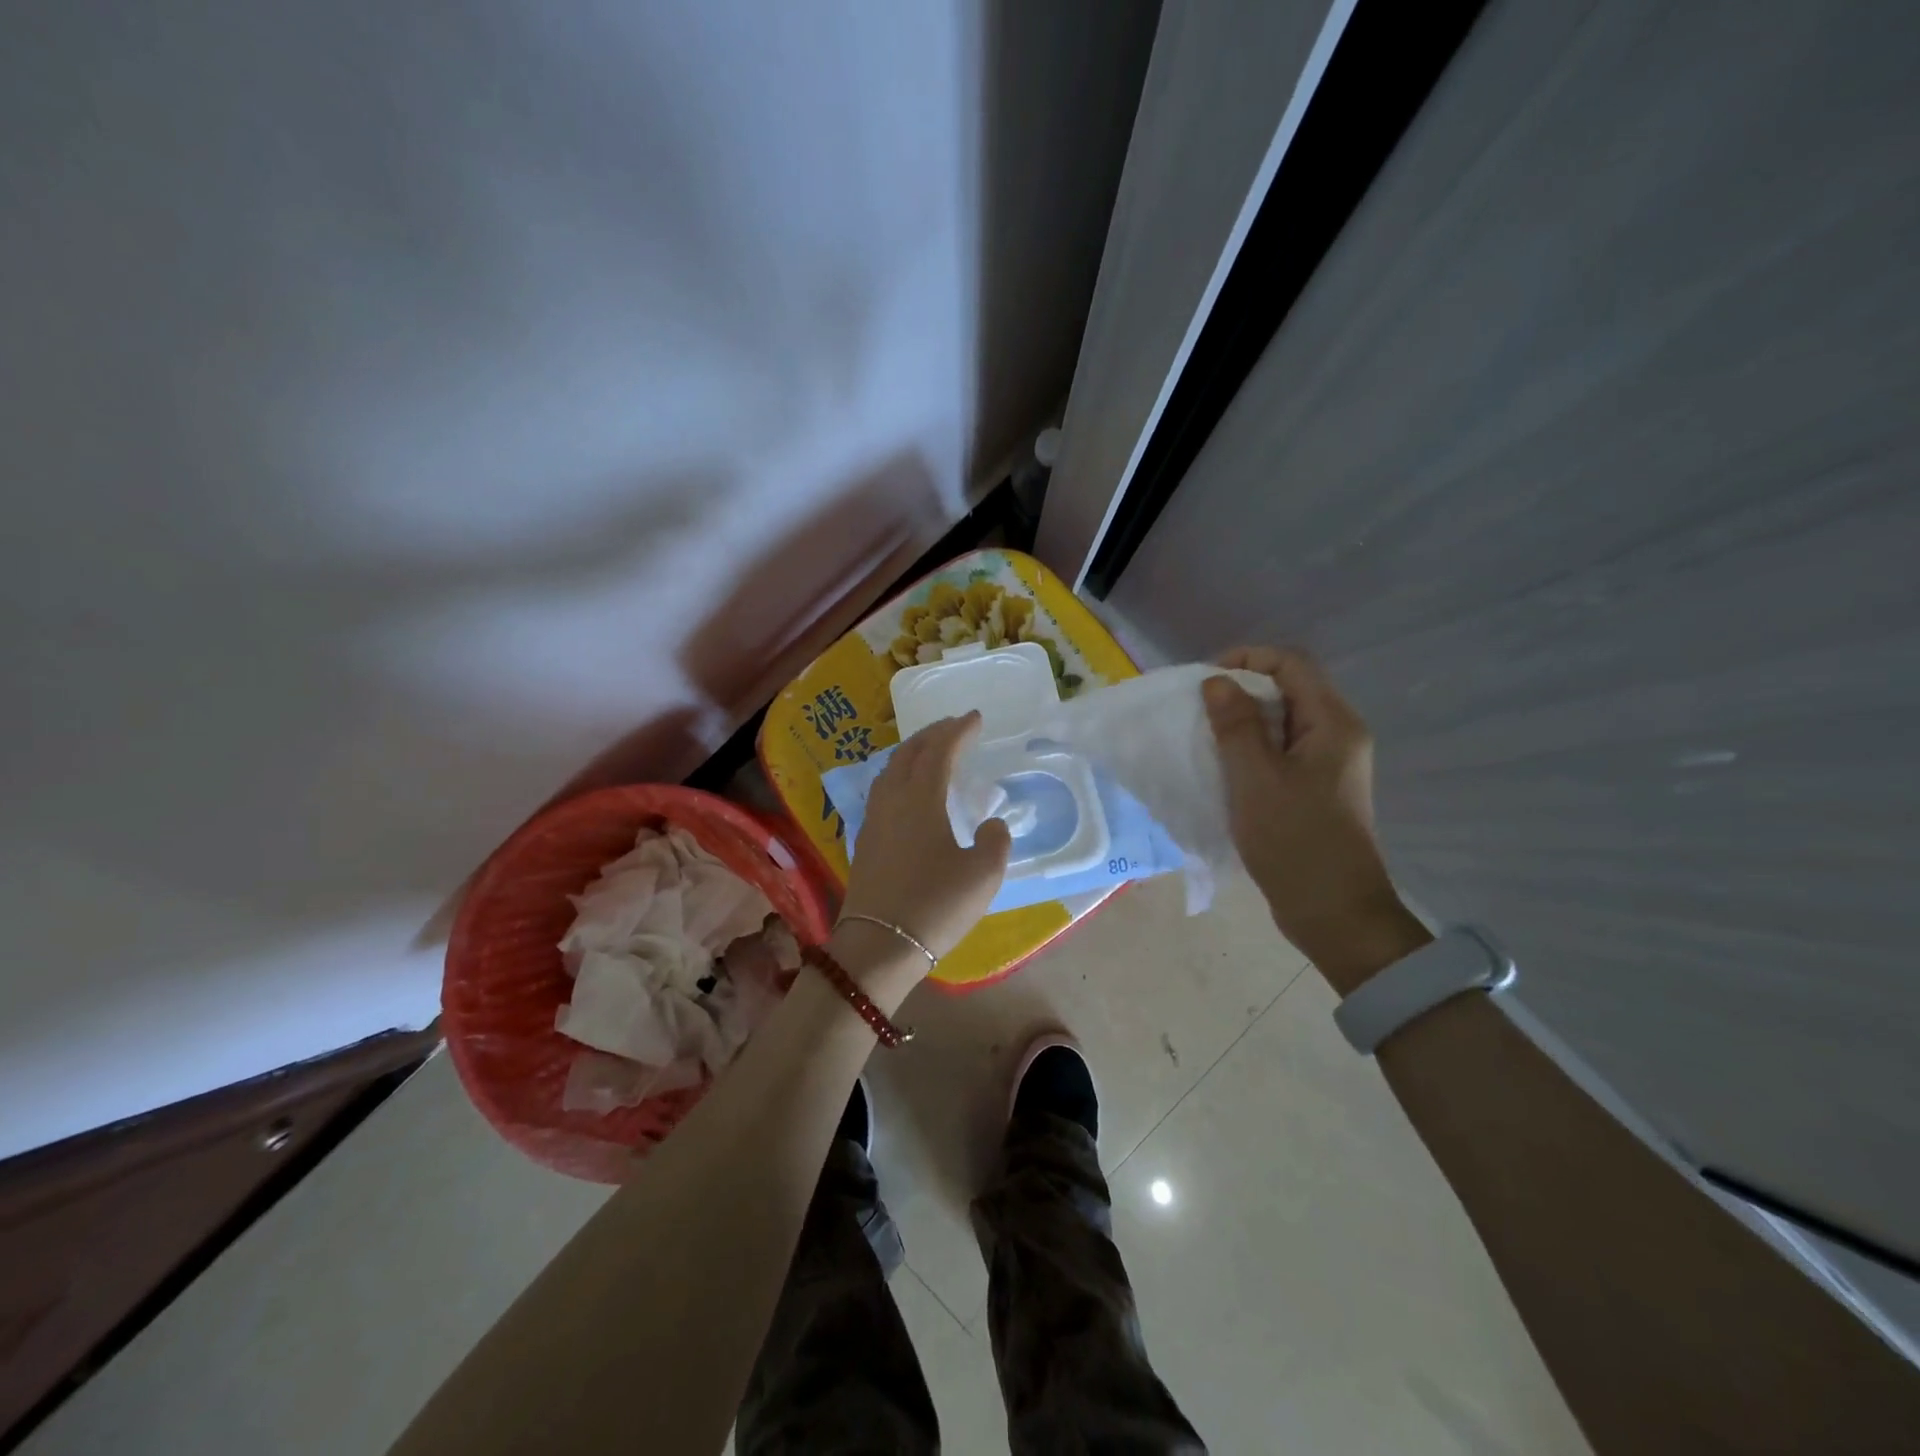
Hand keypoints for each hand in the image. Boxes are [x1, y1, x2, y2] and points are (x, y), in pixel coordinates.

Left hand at [836, 712, 1011, 986]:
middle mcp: (892, 799)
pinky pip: (883, 790)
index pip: (940, 751)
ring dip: (913, 753)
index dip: (958, 730)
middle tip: (953, 726)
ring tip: (931, 752)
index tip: (975, 717)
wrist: (878, 946)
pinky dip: (901, 776)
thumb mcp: (983, 874)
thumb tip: (989, 824)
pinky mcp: (866, 841)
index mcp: (921, 798)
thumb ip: (995, 840)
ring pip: (891, 770)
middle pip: (909, 752)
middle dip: (932, 734)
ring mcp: (874, 820)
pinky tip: (909, 792)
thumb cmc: (935, 905)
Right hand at [1203, 648, 1429, 991]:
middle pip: (1287, 689)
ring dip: (1242, 723)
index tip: (1204, 682)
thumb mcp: (1255, 779)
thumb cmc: (1295, 841)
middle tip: (1197, 712)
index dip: (1245, 659)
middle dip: (1239, 692)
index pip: (1290, 663)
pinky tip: (1223, 769)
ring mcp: (1329, 764)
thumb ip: (1235, 725)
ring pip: (1281, 722)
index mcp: (1333, 723)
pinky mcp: (1317, 789)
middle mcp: (1338, 735)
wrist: (1334, 913)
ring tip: (1204, 739)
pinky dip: (1251, 750)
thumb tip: (1216, 681)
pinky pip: (1281, 752)